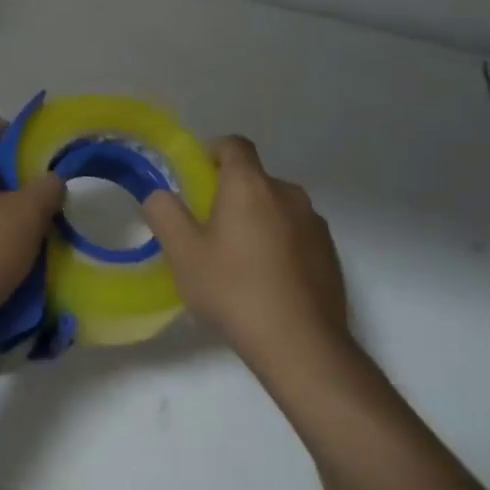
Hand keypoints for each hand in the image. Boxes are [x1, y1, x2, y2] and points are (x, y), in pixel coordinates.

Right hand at [144, 136, 351, 373]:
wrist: (301, 344)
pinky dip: (281, 244)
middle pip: (254, 179)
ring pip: (277, 207)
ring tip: (240, 260)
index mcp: (250, 184)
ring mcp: (314, 223)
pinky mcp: (330, 253)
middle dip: (231, 194)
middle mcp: (287, 192)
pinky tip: (268, 281)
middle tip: (210, 229)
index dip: (212, 152)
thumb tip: (159, 194)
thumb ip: (164, 213)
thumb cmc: (234, 289)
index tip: (197, 178)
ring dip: (258, 220)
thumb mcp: (182, 253)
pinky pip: (297, 234)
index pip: (234, 144)